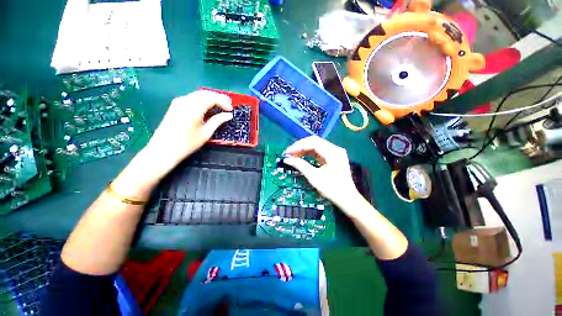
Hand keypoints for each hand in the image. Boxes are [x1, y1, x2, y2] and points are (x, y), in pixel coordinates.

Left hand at [140, 90, 232, 178]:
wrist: (163, 150)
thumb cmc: (187, 144)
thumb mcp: (206, 133)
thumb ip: (217, 121)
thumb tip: (228, 115)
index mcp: (193, 108)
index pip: (211, 98)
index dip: (223, 102)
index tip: (231, 109)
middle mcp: (185, 101)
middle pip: (205, 93)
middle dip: (218, 97)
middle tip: (228, 104)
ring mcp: (178, 102)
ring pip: (198, 94)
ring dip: (211, 98)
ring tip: (221, 105)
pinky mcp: (175, 105)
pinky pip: (192, 98)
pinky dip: (202, 100)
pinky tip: (208, 107)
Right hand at [283, 136, 361, 212]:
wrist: (347, 198)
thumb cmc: (332, 189)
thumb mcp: (314, 177)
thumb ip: (300, 165)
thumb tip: (287, 159)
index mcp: (333, 152)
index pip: (313, 142)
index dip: (299, 145)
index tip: (288, 152)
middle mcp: (335, 149)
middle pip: (315, 141)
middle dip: (300, 146)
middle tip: (289, 153)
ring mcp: (335, 152)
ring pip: (316, 145)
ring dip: (304, 149)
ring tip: (293, 155)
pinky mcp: (333, 156)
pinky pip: (319, 151)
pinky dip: (309, 153)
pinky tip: (301, 156)